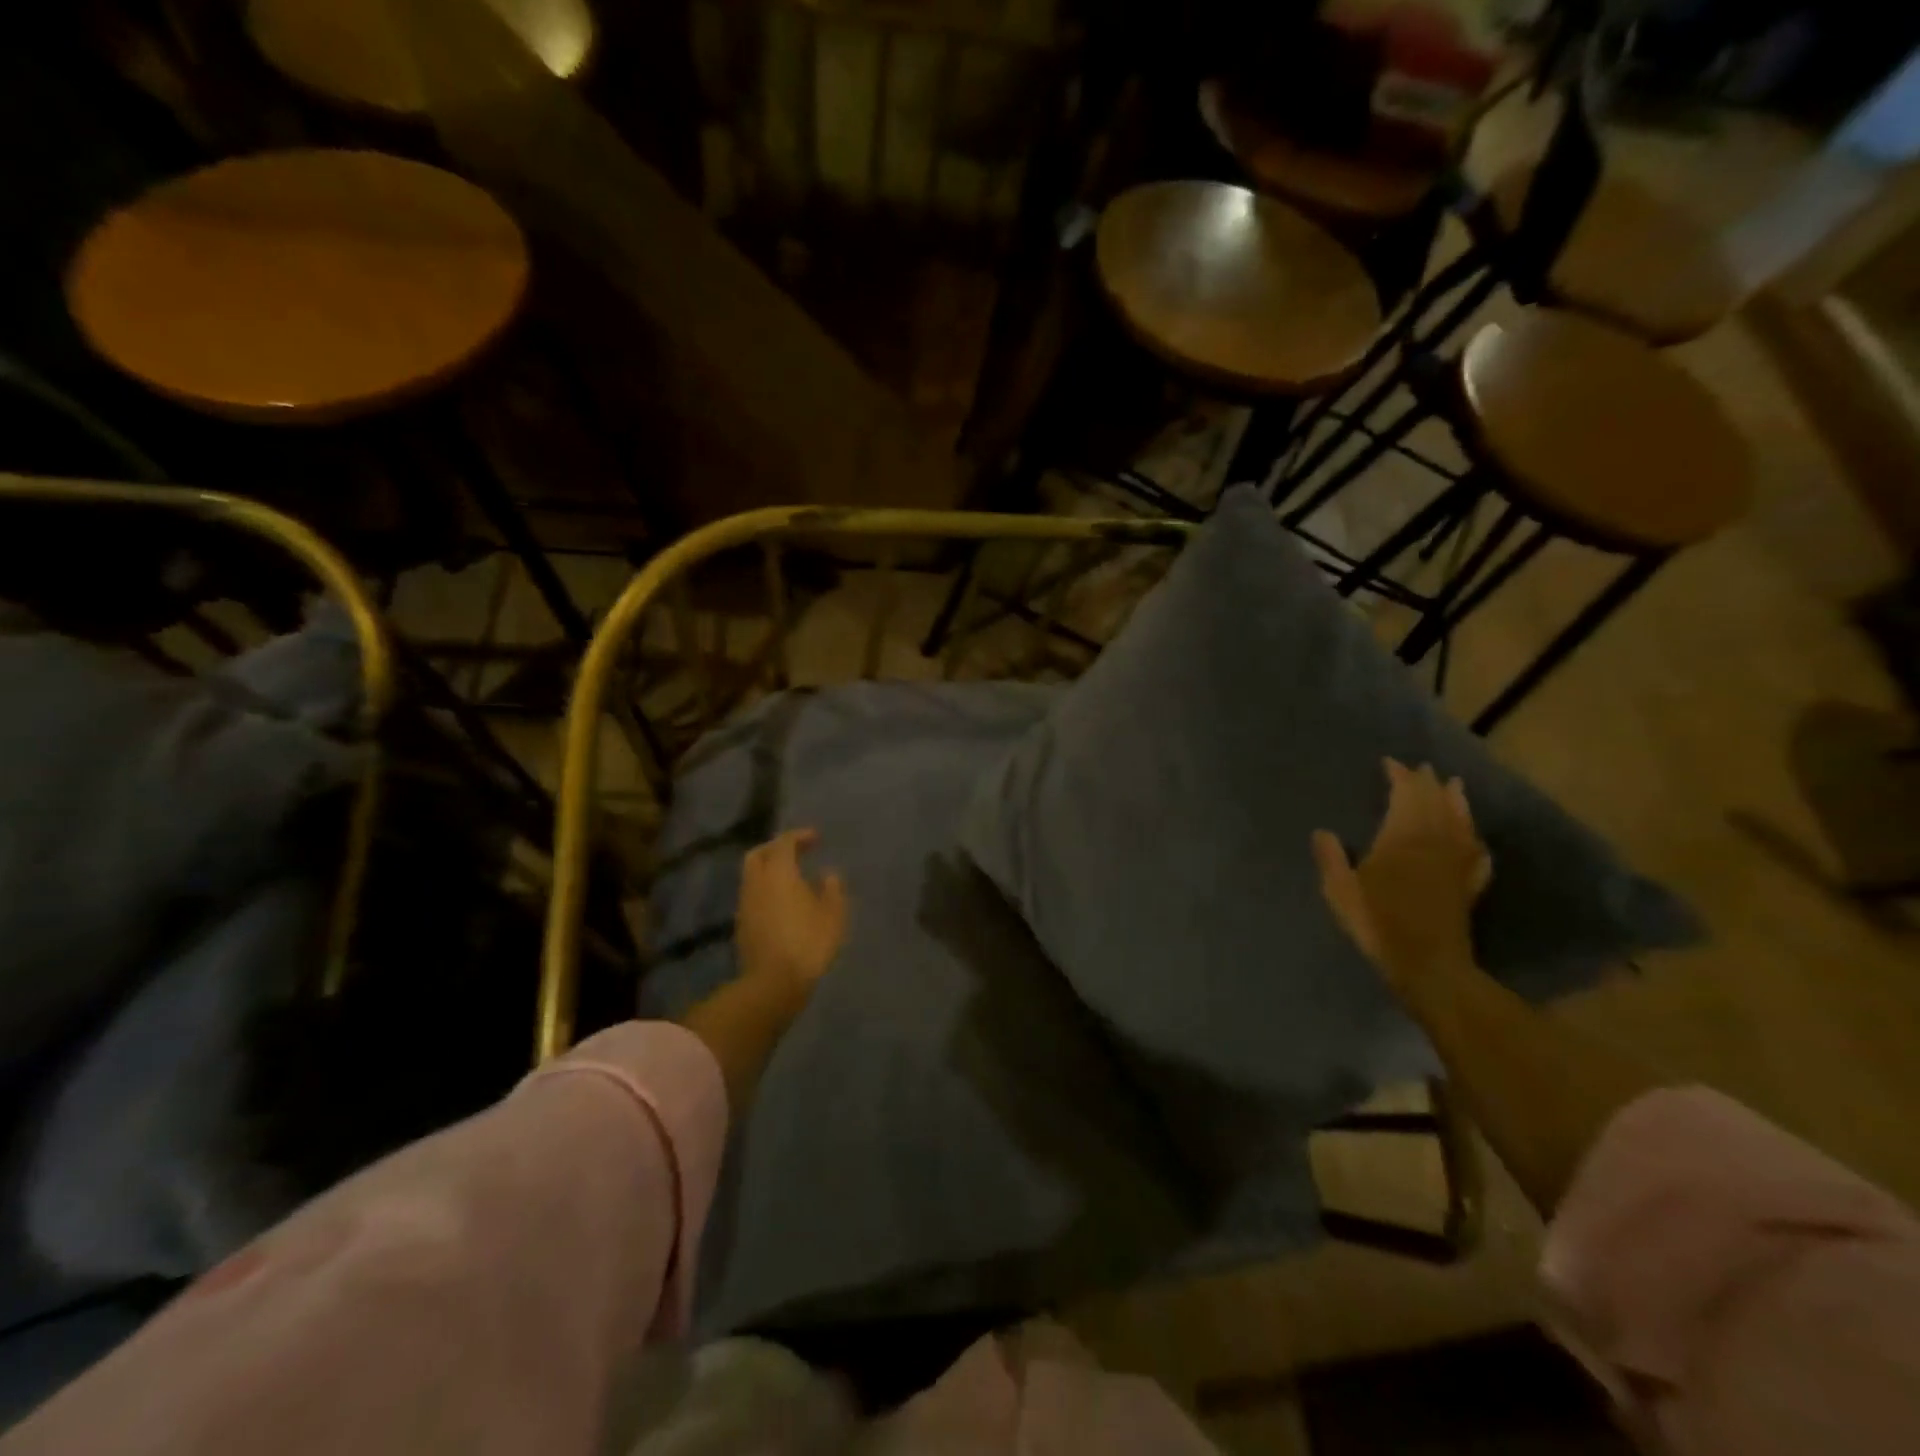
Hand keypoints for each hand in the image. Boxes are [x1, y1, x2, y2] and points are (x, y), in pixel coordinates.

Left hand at [735, 829, 848, 1014]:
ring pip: (752, 876)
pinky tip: (781, 903)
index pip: (784, 842)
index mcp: (779, 872)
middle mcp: (757, 882)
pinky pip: (752, 896)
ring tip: (791, 879)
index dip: (800, 836)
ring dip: (769, 871)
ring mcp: (745, 904)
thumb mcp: (833, 915)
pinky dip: (765, 890)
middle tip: (796, 852)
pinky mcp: (741, 925)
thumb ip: (832, 890)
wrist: (773, 982)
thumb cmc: (808, 942)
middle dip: (776, 848)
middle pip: (758, 854)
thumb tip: (828, 875)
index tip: (816, 839)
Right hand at [1312, 759, 1490, 994]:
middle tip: (1423, 767)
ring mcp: (1456, 864)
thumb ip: (1331, 858)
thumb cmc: (1378, 921)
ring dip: (1457, 802)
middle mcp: (1434, 842)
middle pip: (1435, 803)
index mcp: (1402, 837)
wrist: (1427, 964)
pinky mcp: (1469, 887)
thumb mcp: (1340, 890)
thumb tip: (1322, 832)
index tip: (1390, 762)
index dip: (1399, 776)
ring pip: (1461, 823)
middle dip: (1428, 783)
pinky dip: (1475, 842)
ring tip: (1455, 787)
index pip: (1405, 795)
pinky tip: (1476, 841)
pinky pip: (1477, 856)